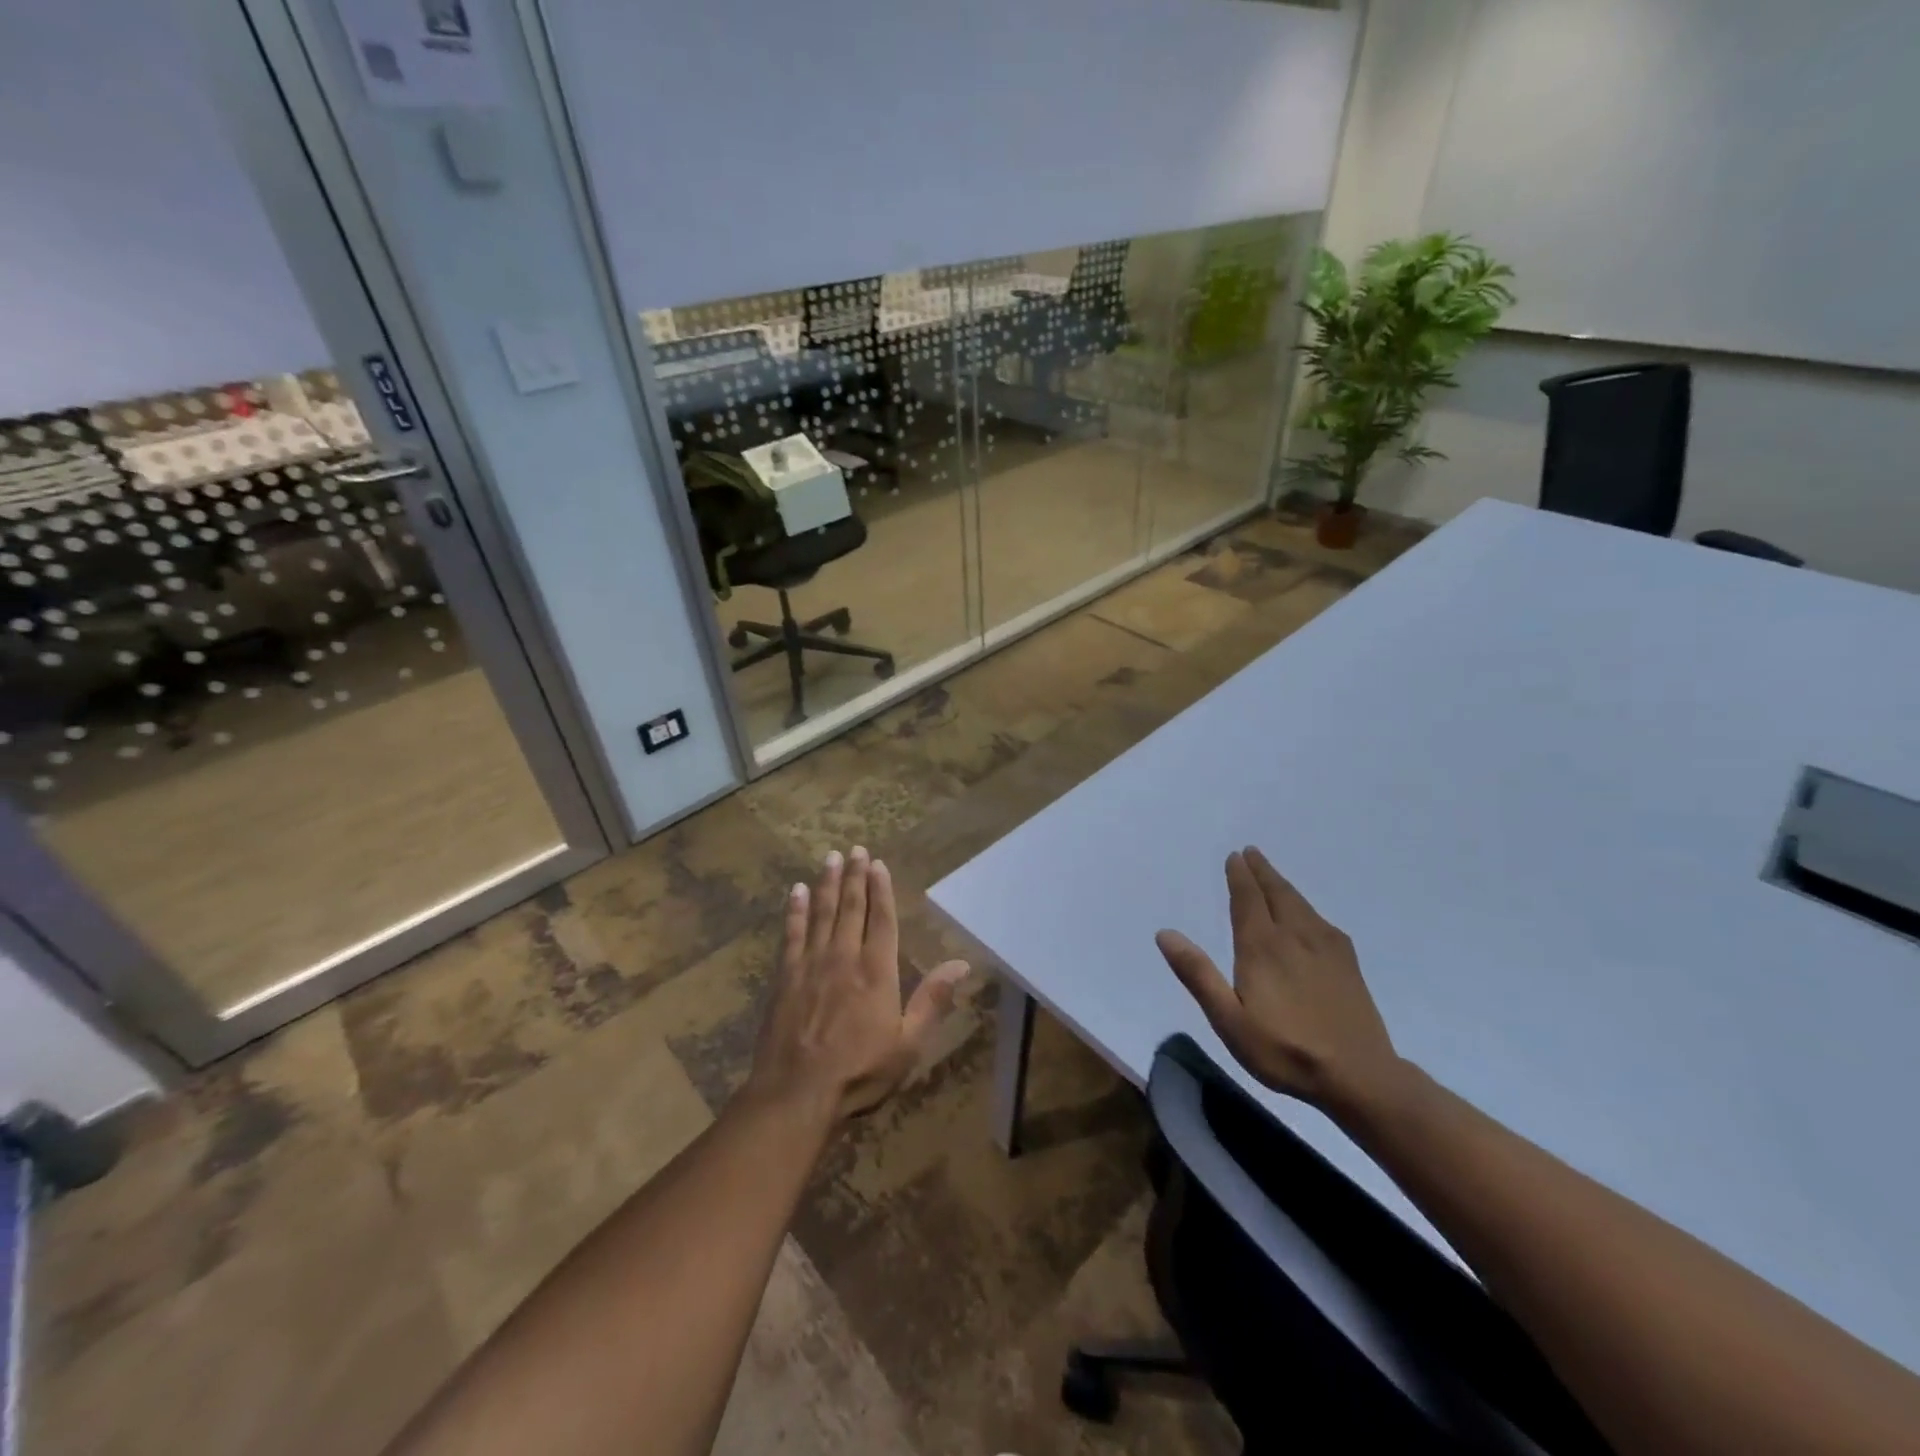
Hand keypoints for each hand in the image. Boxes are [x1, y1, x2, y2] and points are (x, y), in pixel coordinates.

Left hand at [747, 846, 968, 1125]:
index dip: (881, 889)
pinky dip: (794, 911)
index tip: (877, 864)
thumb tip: (962, 964)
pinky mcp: (785, 977)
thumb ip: (933, 1000)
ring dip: (826, 884)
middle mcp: (844, 957)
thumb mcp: (908, 1043)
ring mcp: (811, 964)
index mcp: (877, 971)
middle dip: (854, 876)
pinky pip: (791, 934)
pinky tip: (794, 892)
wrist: (797, 1093)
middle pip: (850, 907)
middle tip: (854, 848)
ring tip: (830, 858)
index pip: (881, 919)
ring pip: (821, 913)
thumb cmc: (860, 1072)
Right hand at [1156, 847, 1402, 1114]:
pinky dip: (1306, 906)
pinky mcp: (1348, 964)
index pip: (1248, 899)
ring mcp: (1326, 948)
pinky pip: (1321, 920)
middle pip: (1276, 893)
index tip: (1235, 856)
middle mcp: (1295, 936)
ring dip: (1283, 884)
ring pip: (1301, 904)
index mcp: (1262, 946)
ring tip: (1272, 875)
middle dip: (1262, 871)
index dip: (1240, 876)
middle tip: (1252, 852)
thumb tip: (1165, 933)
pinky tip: (1308, 915)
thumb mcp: (1229, 1019)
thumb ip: (1198, 974)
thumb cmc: (1285, 1050)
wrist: (1360, 1076)